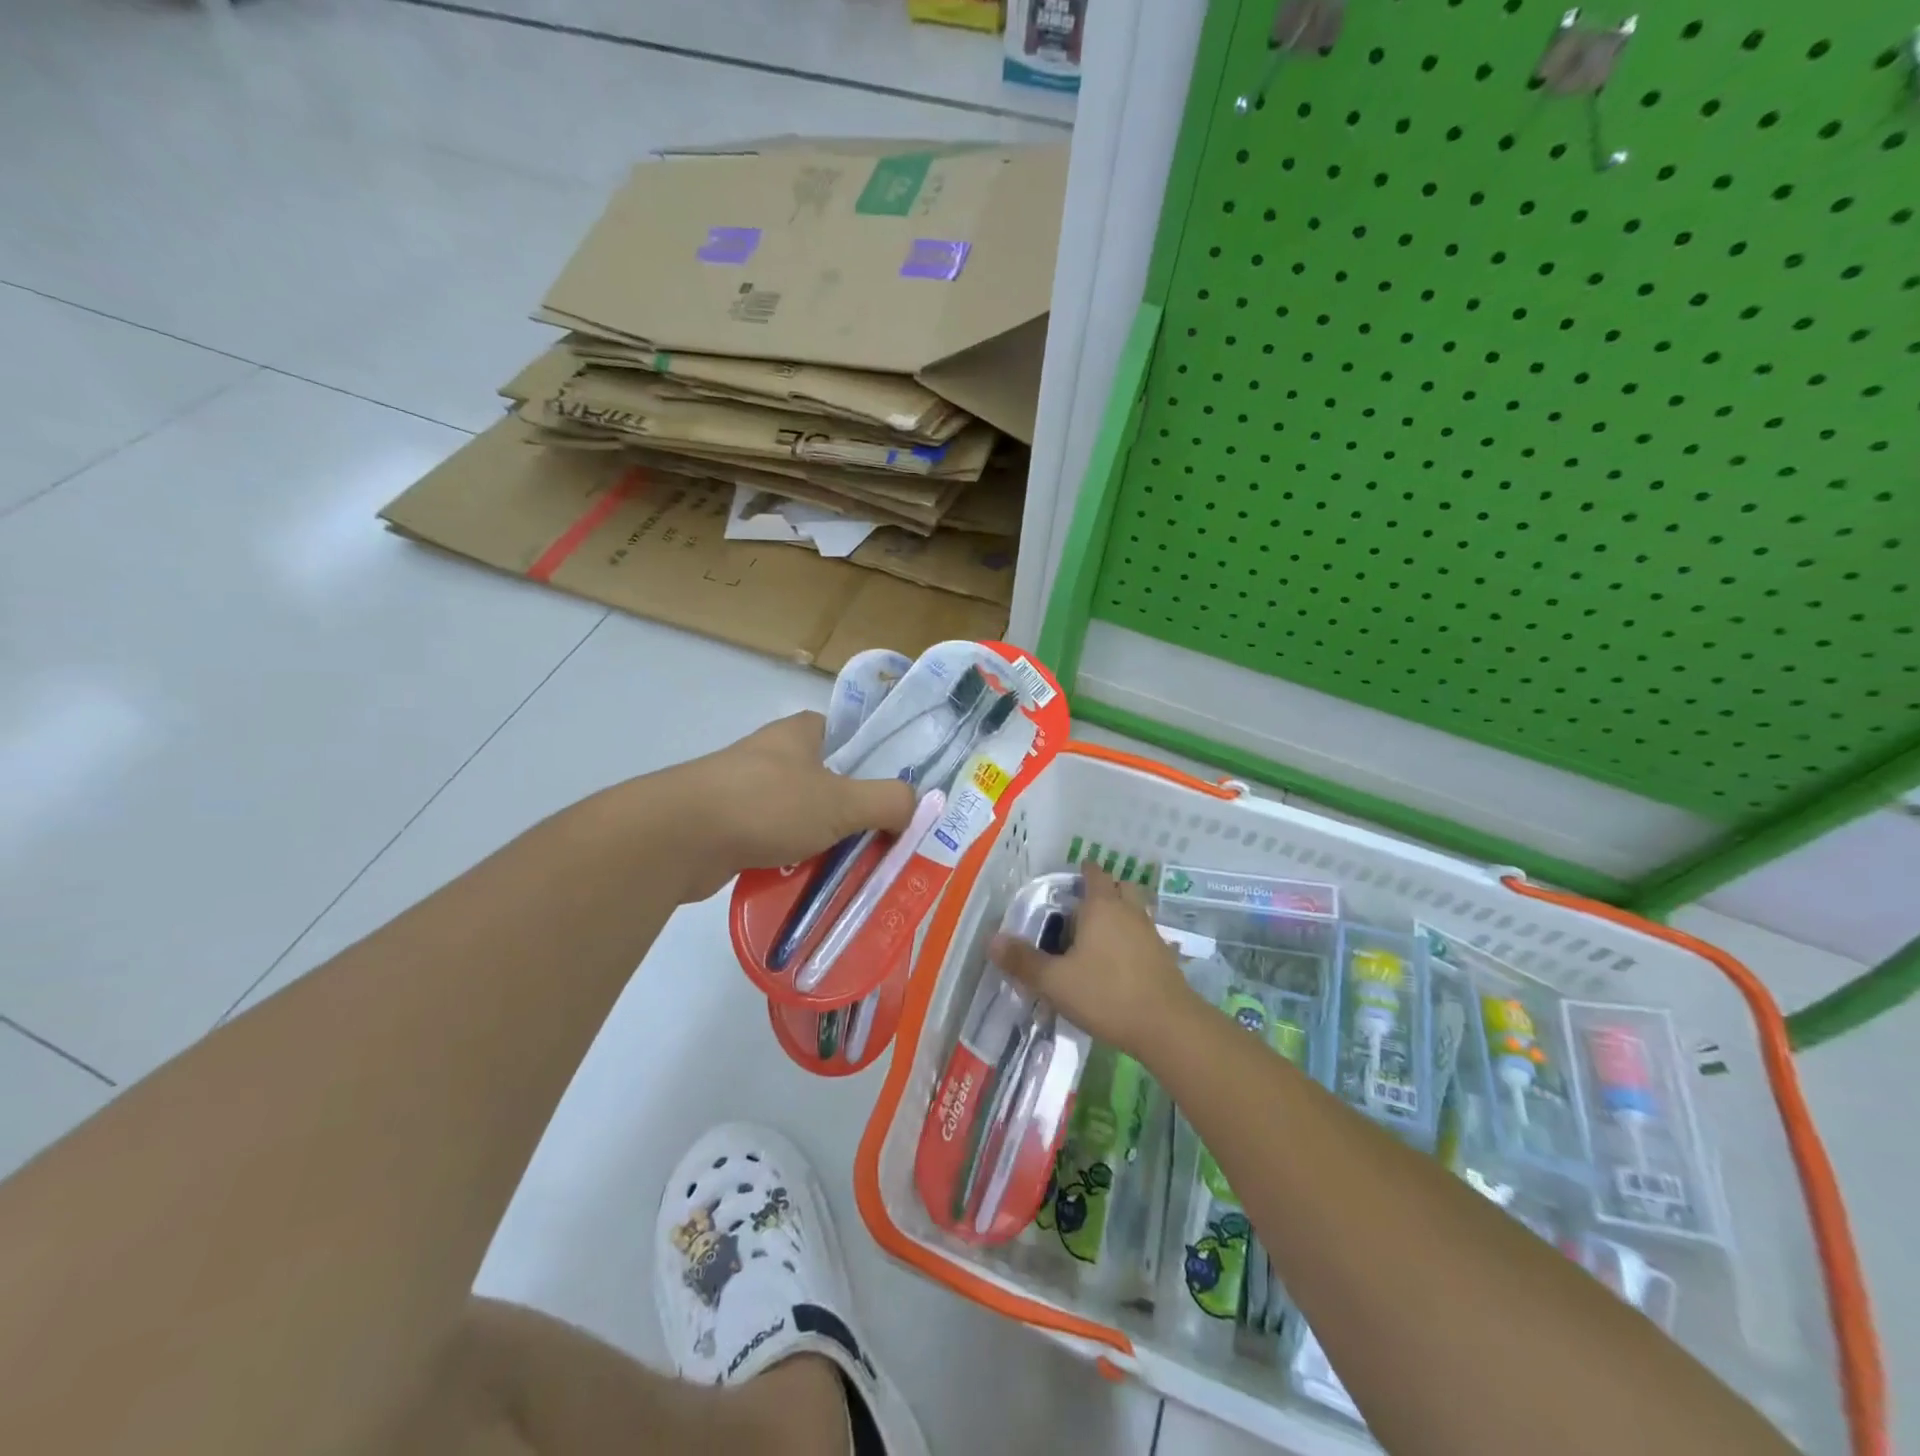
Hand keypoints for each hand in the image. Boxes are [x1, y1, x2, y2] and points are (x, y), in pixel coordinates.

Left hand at [670, 712, 916, 900]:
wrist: (679, 838)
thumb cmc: (767, 804)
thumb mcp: (842, 801)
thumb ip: (888, 801)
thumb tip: (915, 807)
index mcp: (801, 732)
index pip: (850, 737)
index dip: (877, 763)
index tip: (897, 796)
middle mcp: (774, 755)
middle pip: (830, 782)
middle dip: (854, 813)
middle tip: (884, 843)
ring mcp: (747, 791)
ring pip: (803, 817)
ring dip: (824, 842)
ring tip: (853, 871)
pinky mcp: (729, 827)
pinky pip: (776, 843)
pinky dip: (793, 862)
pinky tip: (810, 884)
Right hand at [989, 865, 1199, 1062]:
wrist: (1168, 1026)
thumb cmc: (1107, 994)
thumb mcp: (1055, 981)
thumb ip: (1023, 961)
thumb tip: (992, 940)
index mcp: (1102, 907)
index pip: (1094, 874)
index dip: (1084, 870)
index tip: (1073, 874)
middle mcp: (1129, 912)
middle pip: (1121, 887)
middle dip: (1105, 889)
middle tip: (1083, 904)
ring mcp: (1151, 934)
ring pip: (1136, 911)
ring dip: (1121, 914)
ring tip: (1099, 933)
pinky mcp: (1165, 958)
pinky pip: (1144, 936)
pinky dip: (1132, 939)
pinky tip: (1119, 961)